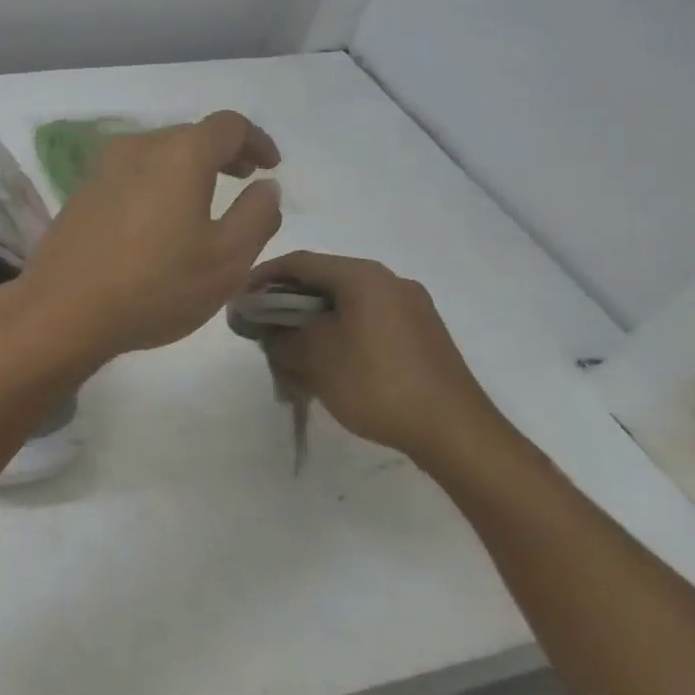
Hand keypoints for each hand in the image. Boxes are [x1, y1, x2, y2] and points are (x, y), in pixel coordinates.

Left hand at [18, 111, 282, 361]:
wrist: (62, 309)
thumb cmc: (155, 284)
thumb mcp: (226, 259)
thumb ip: (257, 215)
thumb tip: (265, 187)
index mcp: (179, 153)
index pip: (228, 126)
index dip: (256, 141)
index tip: (270, 166)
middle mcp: (138, 147)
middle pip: (190, 136)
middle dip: (222, 154)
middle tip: (243, 181)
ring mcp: (102, 168)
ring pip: (157, 154)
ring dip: (187, 169)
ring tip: (203, 202)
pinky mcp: (81, 192)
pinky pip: (131, 174)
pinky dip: (156, 183)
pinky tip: (159, 220)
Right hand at [247, 251, 504, 463]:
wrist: (455, 432)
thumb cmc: (375, 383)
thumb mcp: (313, 358)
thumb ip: (278, 335)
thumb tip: (261, 325)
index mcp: (363, 276)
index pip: (299, 262)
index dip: (262, 277)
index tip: (239, 300)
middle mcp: (389, 281)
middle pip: (324, 282)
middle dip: (287, 304)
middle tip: (262, 329)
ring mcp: (411, 308)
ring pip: (346, 305)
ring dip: (313, 323)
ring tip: (292, 353)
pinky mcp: (423, 335)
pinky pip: (369, 322)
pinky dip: (340, 334)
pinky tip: (330, 365)